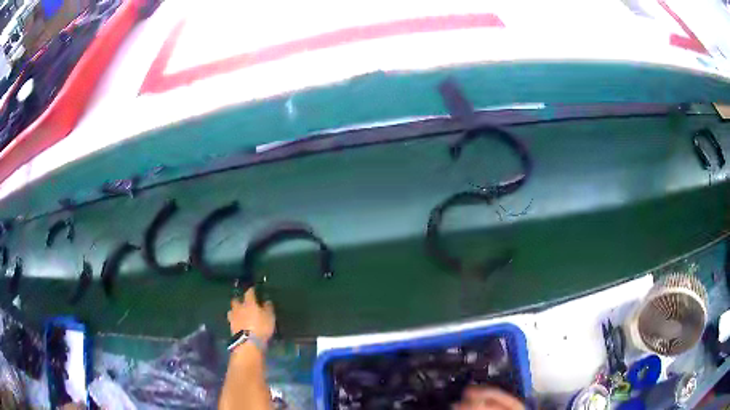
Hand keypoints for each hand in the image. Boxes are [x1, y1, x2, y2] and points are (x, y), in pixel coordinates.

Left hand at [227, 288, 275, 341]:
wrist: (248, 342)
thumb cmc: (261, 327)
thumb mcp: (270, 317)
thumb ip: (268, 307)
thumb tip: (266, 301)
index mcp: (249, 303)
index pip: (249, 292)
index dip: (251, 290)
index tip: (254, 289)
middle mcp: (239, 308)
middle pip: (236, 300)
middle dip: (239, 300)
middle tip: (243, 302)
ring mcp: (233, 317)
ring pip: (232, 310)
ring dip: (235, 310)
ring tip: (239, 313)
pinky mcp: (231, 327)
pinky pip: (232, 320)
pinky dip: (235, 320)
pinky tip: (238, 323)